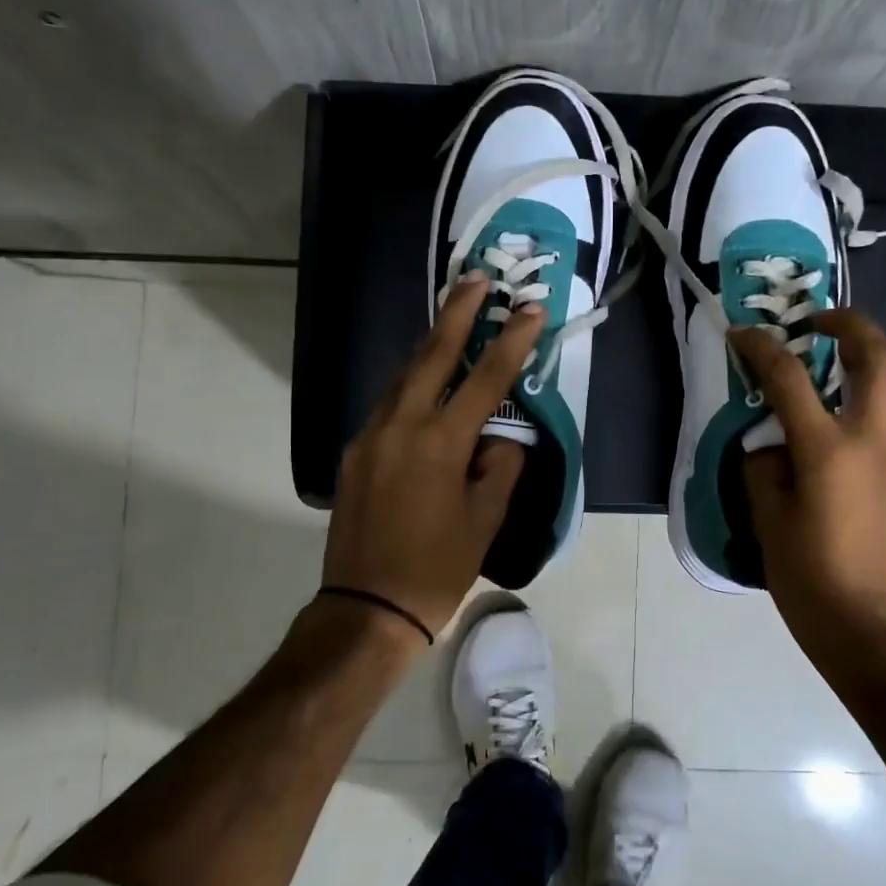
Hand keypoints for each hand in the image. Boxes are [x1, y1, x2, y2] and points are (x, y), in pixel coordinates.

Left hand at [323, 276, 541, 637]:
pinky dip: (413, 384)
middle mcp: (400, 426)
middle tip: (477, 278)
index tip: (531, 308)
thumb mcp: (486, 520)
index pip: (485, 378)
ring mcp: (370, 435)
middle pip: (431, 354)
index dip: (512, 340)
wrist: (367, 607)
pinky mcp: (354, 451)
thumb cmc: (437, 568)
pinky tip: (428, 385)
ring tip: (455, 321)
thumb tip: (501, 438)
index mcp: (440, 443)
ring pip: (404, 376)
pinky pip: (389, 404)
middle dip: (457, 312)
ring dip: (431, 345)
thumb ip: (500, 467)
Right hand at [732, 311, 885, 668]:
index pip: (791, 379)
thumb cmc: (810, 577)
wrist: (870, 628)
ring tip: (815, 365)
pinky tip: (821, 423)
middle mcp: (870, 441)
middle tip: (813, 322)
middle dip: (849, 325)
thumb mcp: (767, 520)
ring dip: (857, 360)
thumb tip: (768, 447)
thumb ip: (762, 469)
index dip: (761, 349)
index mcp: (829, 449)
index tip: (740, 334)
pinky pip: (880, 418)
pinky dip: (855, 399)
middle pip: (878, 358)